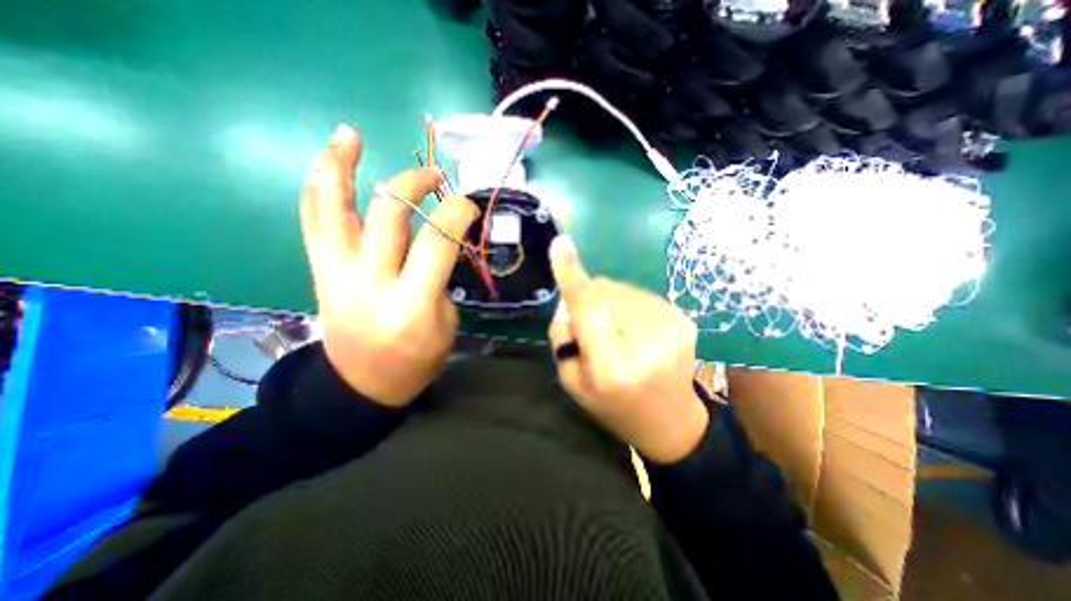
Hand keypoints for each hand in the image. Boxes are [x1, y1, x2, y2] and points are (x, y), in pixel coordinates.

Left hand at [299, 123, 479, 407]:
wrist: (361, 385)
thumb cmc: (416, 361)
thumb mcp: (446, 325)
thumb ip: (442, 279)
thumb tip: (440, 241)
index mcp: (412, 306)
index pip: (437, 242)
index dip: (456, 213)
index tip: (468, 204)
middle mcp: (371, 284)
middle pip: (390, 215)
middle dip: (415, 184)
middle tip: (433, 177)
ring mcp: (338, 275)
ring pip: (334, 209)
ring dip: (341, 166)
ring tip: (350, 135)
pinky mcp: (321, 272)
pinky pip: (314, 221)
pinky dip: (319, 187)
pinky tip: (327, 162)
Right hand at [547, 238, 709, 461]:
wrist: (670, 421)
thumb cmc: (613, 405)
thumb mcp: (572, 380)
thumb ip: (563, 336)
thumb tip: (568, 298)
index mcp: (613, 367)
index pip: (589, 308)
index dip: (572, 275)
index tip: (560, 244)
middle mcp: (646, 344)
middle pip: (605, 291)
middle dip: (590, 297)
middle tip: (592, 326)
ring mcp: (671, 329)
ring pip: (623, 289)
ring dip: (611, 302)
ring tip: (617, 331)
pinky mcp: (684, 320)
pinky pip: (641, 295)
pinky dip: (630, 306)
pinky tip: (636, 330)